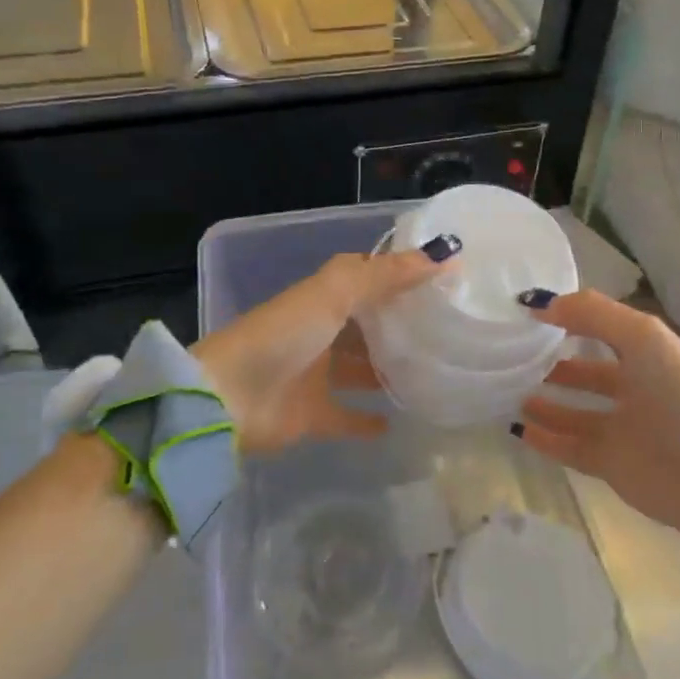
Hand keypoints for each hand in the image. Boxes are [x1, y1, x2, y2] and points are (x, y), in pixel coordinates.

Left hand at [194, 247, 451, 454]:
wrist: (228, 398)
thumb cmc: (284, 335)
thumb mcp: (336, 293)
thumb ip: (386, 275)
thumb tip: (446, 256)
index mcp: (324, 296)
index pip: (370, 278)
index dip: (403, 275)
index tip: (447, 280)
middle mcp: (322, 330)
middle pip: (368, 324)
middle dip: (401, 325)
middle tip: (451, 330)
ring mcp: (315, 374)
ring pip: (360, 368)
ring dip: (388, 370)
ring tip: (433, 374)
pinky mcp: (312, 414)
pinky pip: (346, 416)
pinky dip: (367, 419)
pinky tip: (398, 422)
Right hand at [517, 290, 679, 535]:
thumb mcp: (643, 338)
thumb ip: (592, 313)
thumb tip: (540, 304)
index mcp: (648, 353)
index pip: (602, 328)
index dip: (568, 318)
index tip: (527, 314)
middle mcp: (635, 387)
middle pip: (586, 372)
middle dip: (553, 363)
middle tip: (512, 357)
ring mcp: (623, 428)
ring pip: (573, 411)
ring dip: (543, 401)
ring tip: (509, 390)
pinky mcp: (612, 465)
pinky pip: (569, 447)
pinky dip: (545, 438)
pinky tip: (518, 427)